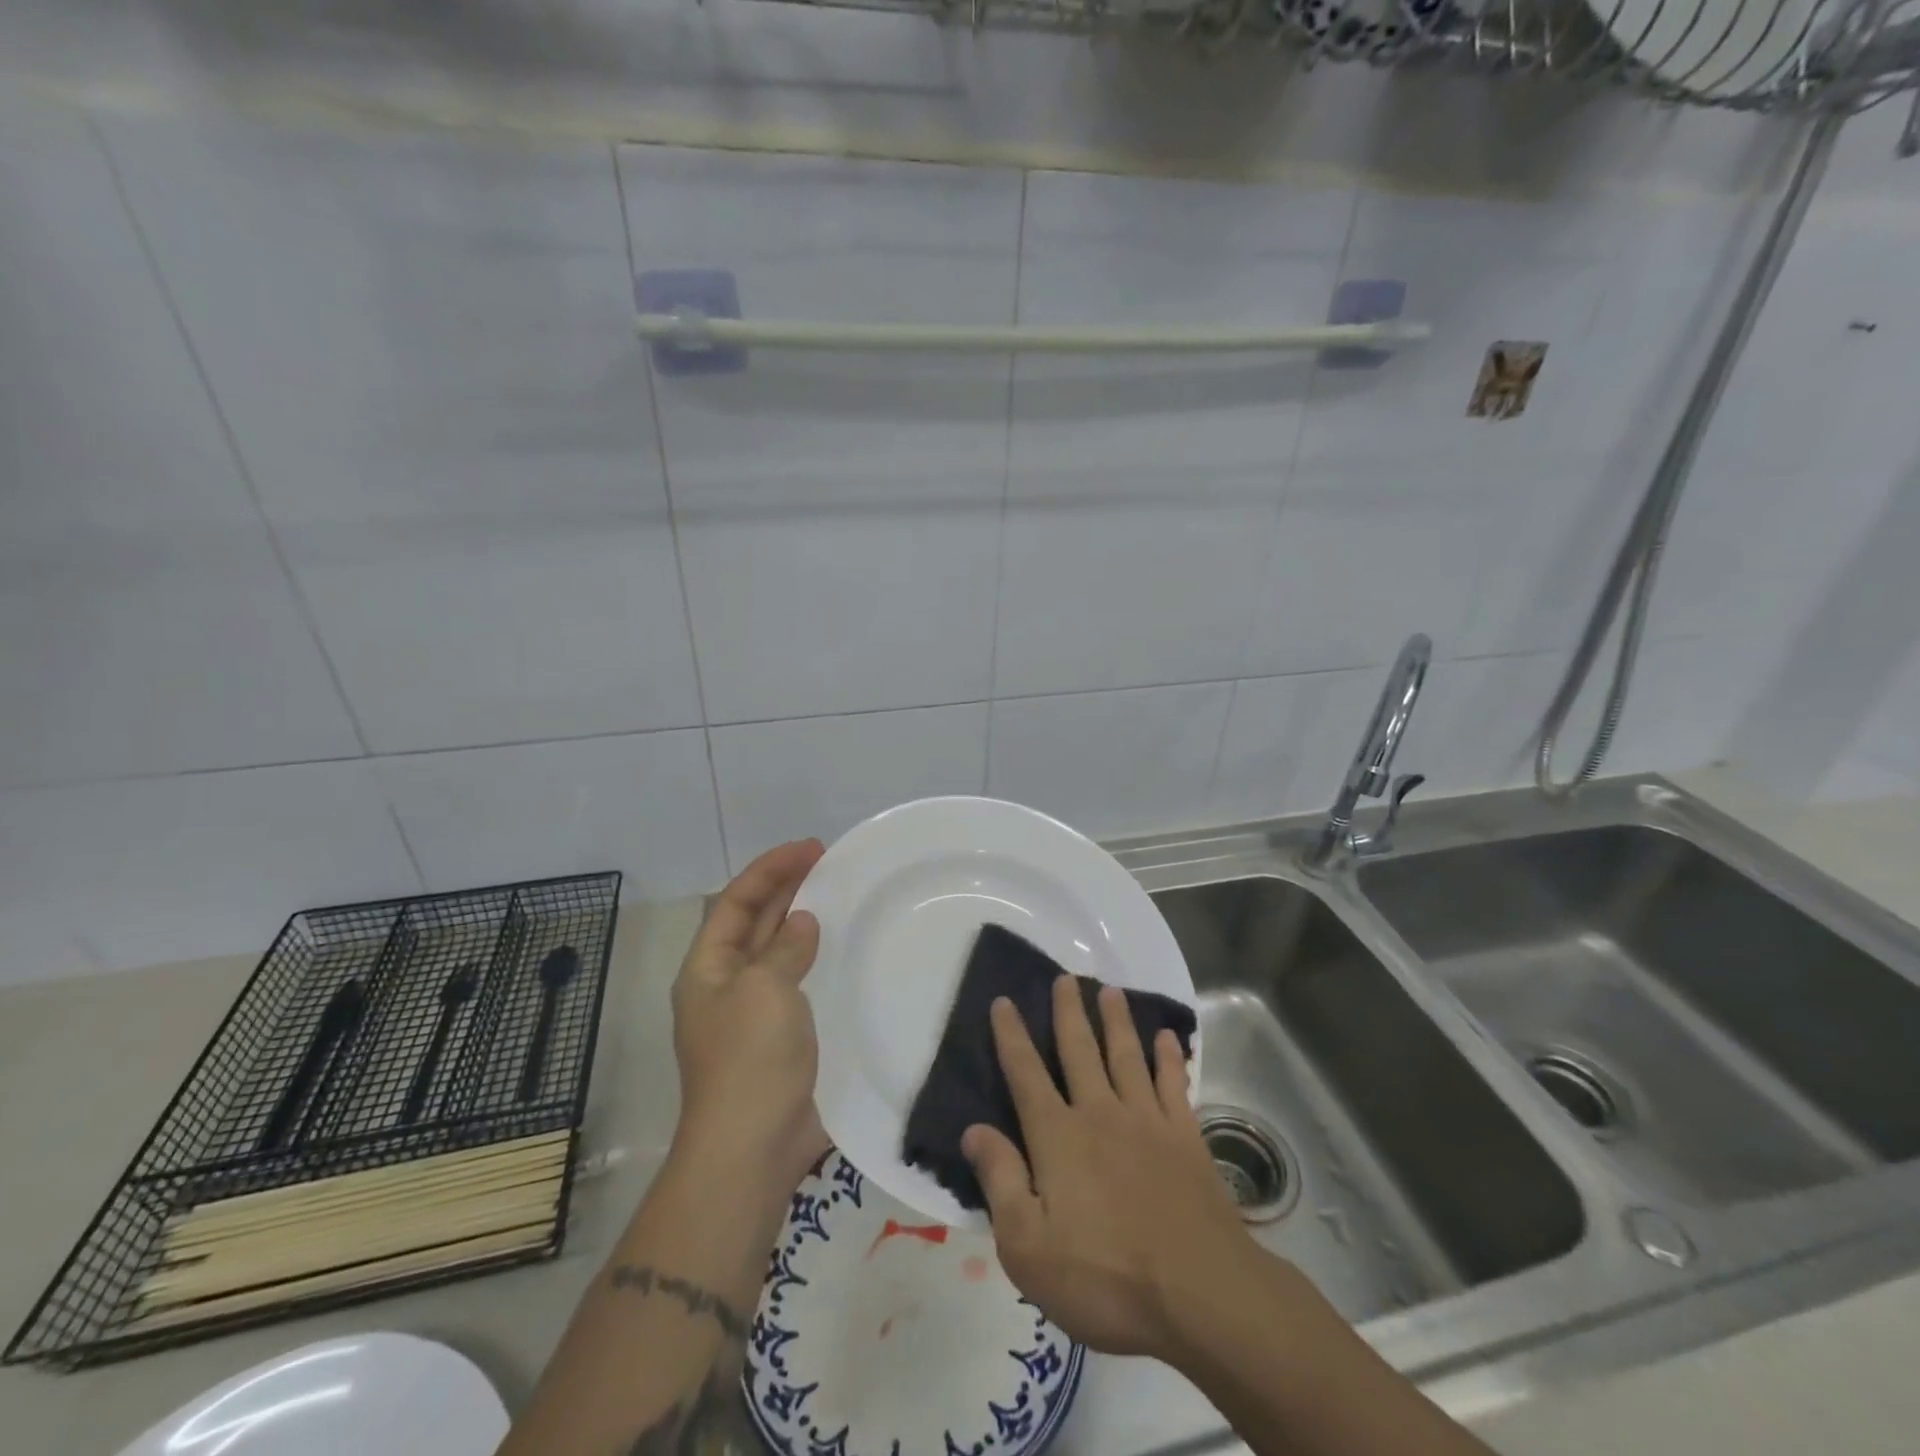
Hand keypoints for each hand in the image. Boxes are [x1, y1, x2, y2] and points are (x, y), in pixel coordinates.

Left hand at [670, 839, 828, 1193]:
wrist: (753, 1148)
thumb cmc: (750, 1059)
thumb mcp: (764, 989)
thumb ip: (784, 948)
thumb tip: (802, 923)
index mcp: (708, 969)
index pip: (734, 901)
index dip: (769, 869)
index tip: (810, 848)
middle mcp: (726, 984)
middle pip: (754, 921)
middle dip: (787, 888)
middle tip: (829, 862)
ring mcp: (753, 1013)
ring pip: (778, 951)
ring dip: (802, 921)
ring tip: (838, 895)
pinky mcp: (781, 1037)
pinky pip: (799, 982)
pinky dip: (817, 959)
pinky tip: (844, 952)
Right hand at [962, 977, 1254, 1361]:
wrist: (1199, 1293)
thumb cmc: (1104, 1277)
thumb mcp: (1028, 1246)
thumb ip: (1000, 1181)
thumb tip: (973, 1129)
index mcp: (1058, 1137)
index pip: (1026, 1074)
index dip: (1011, 1036)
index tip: (1003, 1001)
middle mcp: (1100, 1113)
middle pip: (1080, 1050)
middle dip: (1068, 1012)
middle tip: (1066, 977)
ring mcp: (1147, 1121)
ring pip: (1126, 1056)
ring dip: (1117, 1021)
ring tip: (1110, 990)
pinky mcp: (1185, 1137)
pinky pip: (1174, 1084)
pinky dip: (1170, 1058)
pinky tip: (1169, 1038)